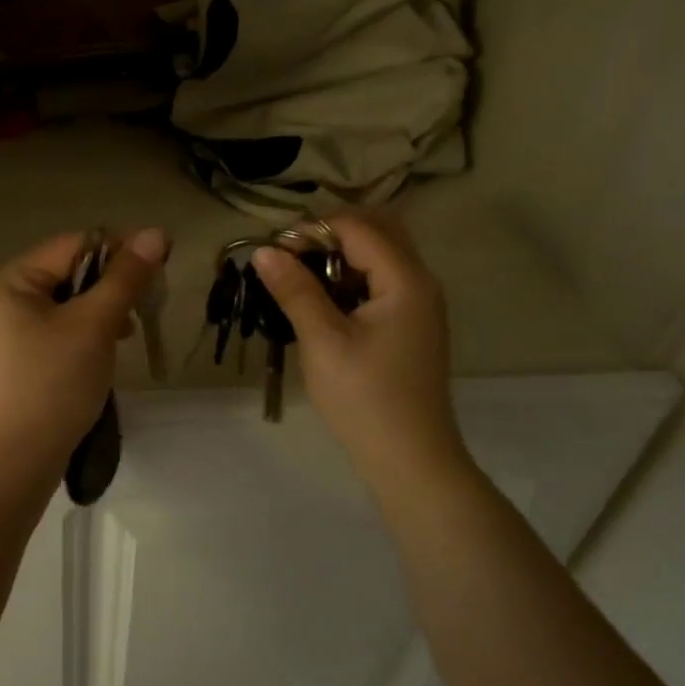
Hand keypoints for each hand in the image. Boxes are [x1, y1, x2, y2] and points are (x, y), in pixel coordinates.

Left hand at [0, 228, 170, 467]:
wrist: (11, 463)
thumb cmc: (52, 384)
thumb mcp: (94, 325)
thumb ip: (125, 278)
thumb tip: (156, 233)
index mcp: (9, 281)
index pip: (72, 246)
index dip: (118, 250)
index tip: (159, 266)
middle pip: (65, 277)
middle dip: (108, 289)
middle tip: (143, 308)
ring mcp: (0, 338)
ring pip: (61, 310)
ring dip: (98, 316)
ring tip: (124, 338)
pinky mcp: (10, 368)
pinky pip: (51, 338)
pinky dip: (79, 340)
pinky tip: (99, 359)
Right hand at [253, 212, 469, 487]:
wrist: (410, 459)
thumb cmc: (365, 398)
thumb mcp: (323, 341)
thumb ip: (295, 290)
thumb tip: (265, 251)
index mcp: (405, 279)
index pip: (358, 226)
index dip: (313, 229)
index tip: (274, 251)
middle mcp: (420, 282)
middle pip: (376, 231)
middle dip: (329, 236)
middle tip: (289, 259)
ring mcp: (419, 305)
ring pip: (379, 258)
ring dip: (339, 258)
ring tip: (299, 281)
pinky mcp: (410, 326)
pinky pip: (380, 284)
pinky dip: (351, 281)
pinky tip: (321, 305)